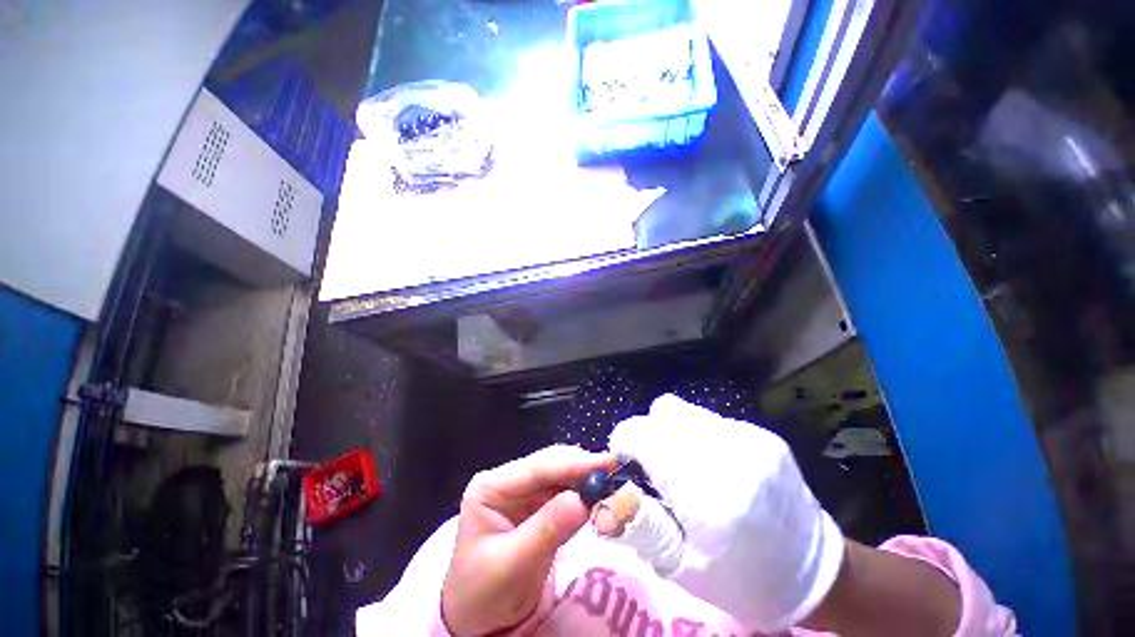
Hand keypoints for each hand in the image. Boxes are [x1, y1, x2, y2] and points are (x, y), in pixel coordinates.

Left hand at [441, 446, 614, 635]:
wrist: (478, 619)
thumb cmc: (483, 593)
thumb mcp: (512, 564)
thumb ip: (547, 529)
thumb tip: (583, 500)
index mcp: (490, 487)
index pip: (536, 468)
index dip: (572, 464)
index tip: (605, 463)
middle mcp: (508, 481)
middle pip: (550, 464)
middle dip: (582, 470)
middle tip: (612, 477)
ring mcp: (523, 492)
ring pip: (561, 475)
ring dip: (586, 481)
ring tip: (610, 487)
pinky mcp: (538, 506)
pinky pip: (565, 492)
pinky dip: (583, 495)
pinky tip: (598, 498)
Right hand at [609, 395, 845, 630]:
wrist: (817, 571)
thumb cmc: (743, 579)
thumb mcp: (681, 567)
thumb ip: (638, 524)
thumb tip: (604, 494)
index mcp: (708, 493)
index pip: (642, 434)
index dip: (624, 443)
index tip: (626, 464)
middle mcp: (728, 452)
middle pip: (662, 413)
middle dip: (647, 435)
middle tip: (656, 469)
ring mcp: (749, 437)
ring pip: (683, 411)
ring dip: (671, 432)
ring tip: (684, 467)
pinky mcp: (761, 433)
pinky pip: (708, 420)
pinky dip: (696, 436)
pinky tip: (711, 466)